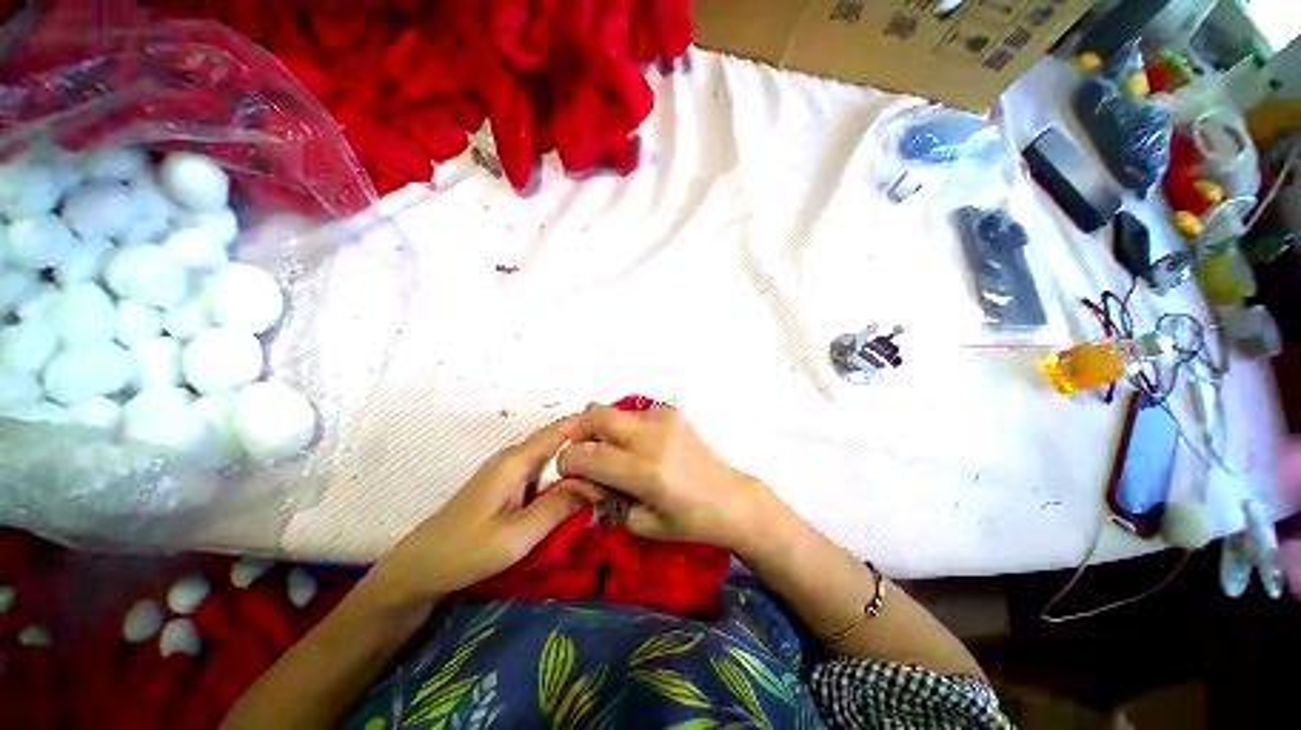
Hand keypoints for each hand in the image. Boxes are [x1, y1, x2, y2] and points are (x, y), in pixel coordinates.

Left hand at [371, 415, 599, 604]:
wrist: (419, 570)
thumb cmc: (466, 552)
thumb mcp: (517, 535)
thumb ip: (558, 506)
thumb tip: (596, 482)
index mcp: (516, 461)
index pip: (559, 429)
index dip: (588, 423)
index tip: (618, 427)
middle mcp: (514, 457)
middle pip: (558, 440)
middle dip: (588, 442)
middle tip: (621, 453)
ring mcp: (509, 471)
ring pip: (552, 455)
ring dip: (577, 458)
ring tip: (607, 466)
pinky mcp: (506, 485)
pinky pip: (543, 471)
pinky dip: (564, 473)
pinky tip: (578, 485)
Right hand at [557, 403, 774, 551]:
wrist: (732, 498)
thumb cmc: (689, 521)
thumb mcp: (641, 522)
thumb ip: (604, 496)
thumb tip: (579, 477)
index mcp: (645, 471)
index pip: (586, 454)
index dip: (567, 462)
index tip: (570, 473)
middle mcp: (652, 437)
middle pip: (594, 414)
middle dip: (578, 432)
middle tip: (583, 453)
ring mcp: (664, 419)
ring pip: (613, 410)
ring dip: (602, 429)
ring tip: (613, 452)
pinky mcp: (673, 412)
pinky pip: (634, 412)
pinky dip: (625, 427)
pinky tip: (638, 446)